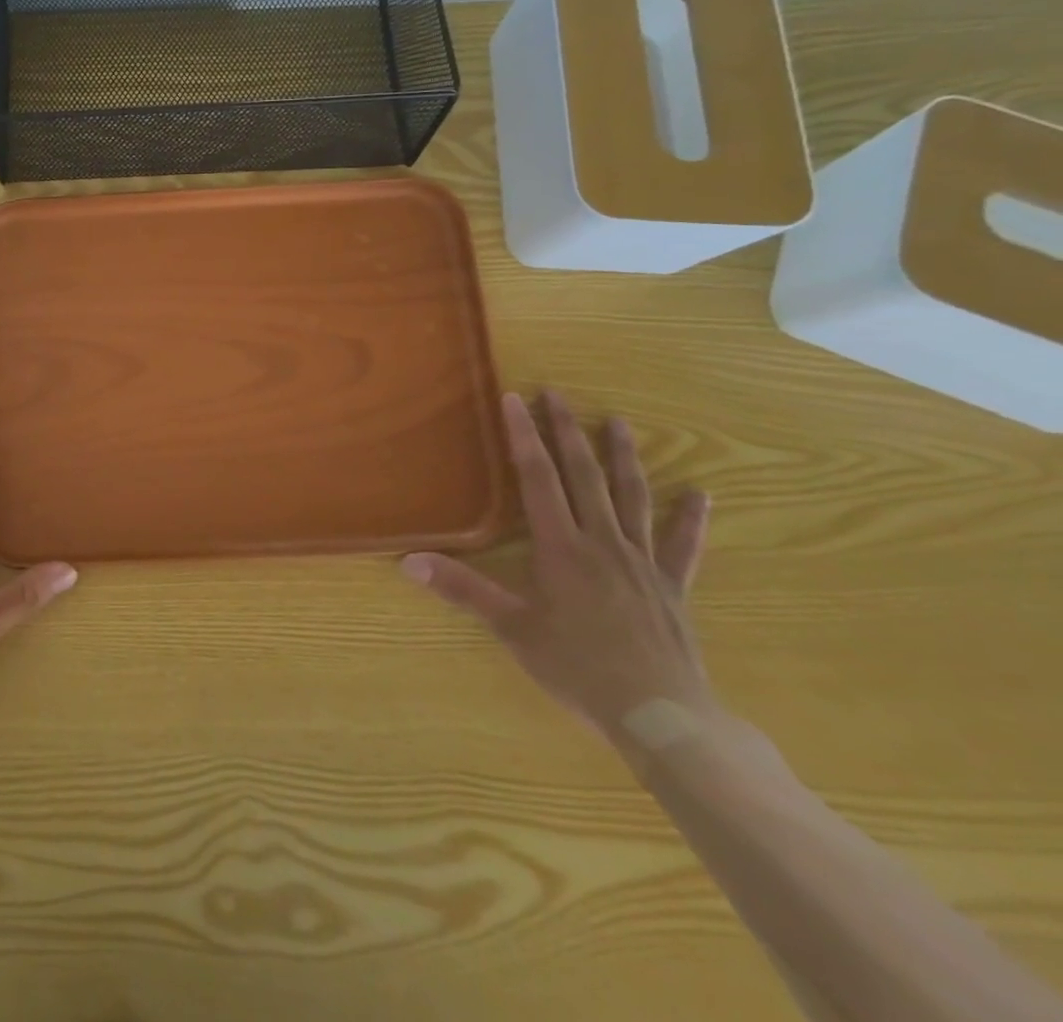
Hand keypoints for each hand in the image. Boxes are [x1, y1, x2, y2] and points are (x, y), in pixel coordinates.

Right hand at [402, 390, 715, 749]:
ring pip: (631, 497)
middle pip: (584, 475)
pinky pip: (682, 545)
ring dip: (622, 457)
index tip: (516, 399)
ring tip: (618, 422)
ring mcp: (641, 561)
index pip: (537, 478)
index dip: (524, 436)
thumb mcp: (511, 628)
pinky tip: (700, 494)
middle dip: (567, 432)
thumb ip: (462, 589)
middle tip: (558, 395)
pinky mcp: (671, 586)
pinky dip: (690, 518)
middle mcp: (601, 541)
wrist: (660, 714)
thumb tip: (408, 561)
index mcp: (561, 547)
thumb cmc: (577, 667)